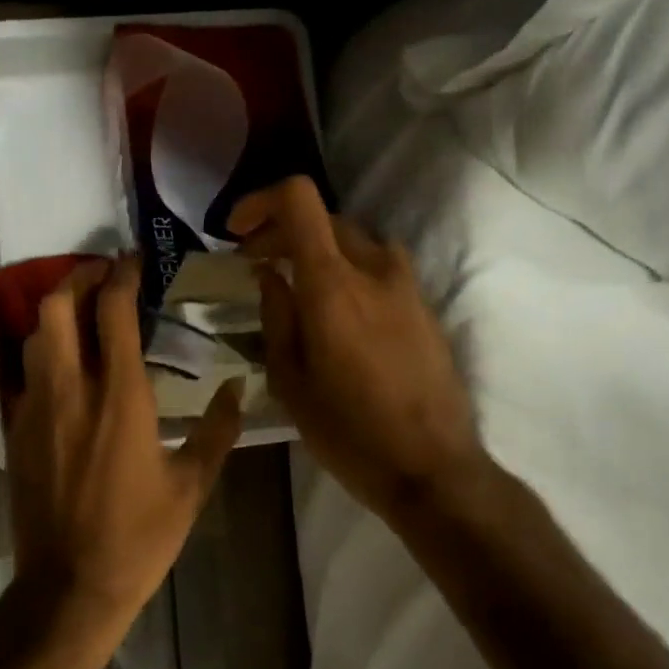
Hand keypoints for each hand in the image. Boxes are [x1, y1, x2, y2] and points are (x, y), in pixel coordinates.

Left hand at [7, 256, 242, 620]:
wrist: (68, 586)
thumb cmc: (139, 537)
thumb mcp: (192, 486)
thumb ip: (217, 430)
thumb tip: (239, 388)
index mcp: (120, 397)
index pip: (113, 312)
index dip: (121, 276)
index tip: (133, 260)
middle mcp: (71, 390)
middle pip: (57, 307)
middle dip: (78, 278)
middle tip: (102, 275)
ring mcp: (36, 409)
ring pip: (34, 336)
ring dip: (57, 313)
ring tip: (83, 314)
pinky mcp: (16, 431)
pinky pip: (27, 374)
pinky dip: (45, 354)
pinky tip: (67, 369)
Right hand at [228, 177, 487, 524]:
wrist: (432, 468)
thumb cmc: (348, 432)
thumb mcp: (290, 380)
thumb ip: (277, 316)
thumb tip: (270, 275)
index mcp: (333, 285)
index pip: (299, 200)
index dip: (260, 201)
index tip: (237, 231)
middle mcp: (374, 269)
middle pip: (324, 219)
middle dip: (281, 231)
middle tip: (254, 264)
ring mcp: (406, 285)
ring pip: (354, 241)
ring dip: (317, 249)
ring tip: (294, 284)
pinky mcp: (424, 306)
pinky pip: (378, 267)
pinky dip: (347, 269)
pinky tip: (334, 309)